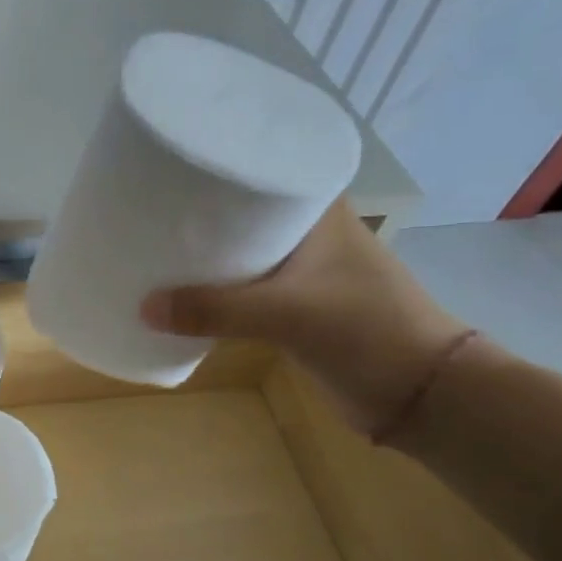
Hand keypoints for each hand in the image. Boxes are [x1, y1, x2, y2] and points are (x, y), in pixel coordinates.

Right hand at [140, 200, 469, 434]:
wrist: (418, 394)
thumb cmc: (365, 330)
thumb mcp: (287, 314)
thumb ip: (215, 311)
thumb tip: (143, 309)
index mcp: (317, 211)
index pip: (261, 169)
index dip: (215, 167)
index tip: (167, 167)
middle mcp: (307, 232)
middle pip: (241, 212)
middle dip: (197, 215)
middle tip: (144, 210)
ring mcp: (301, 270)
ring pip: (239, 253)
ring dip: (203, 257)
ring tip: (150, 248)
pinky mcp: (293, 305)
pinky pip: (242, 288)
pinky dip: (214, 290)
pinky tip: (180, 294)